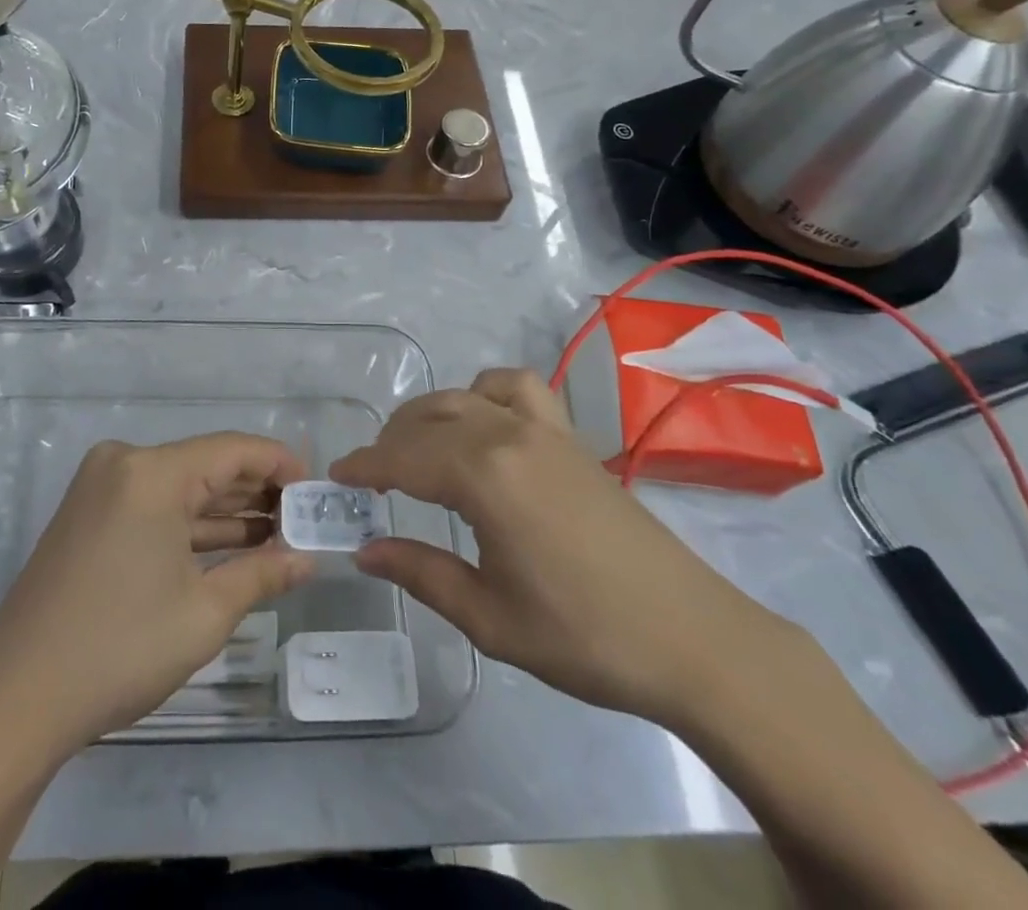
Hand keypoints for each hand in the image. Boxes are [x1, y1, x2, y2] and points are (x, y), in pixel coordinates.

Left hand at [0, 433, 315, 754]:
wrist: (18, 697)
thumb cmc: (121, 647)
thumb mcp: (204, 612)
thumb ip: (263, 574)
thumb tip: (307, 560)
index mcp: (150, 471)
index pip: (232, 450)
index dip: (279, 464)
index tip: (314, 489)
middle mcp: (123, 463)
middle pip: (205, 465)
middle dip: (255, 492)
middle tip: (302, 519)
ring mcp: (100, 488)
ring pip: (180, 488)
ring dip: (226, 511)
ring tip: (278, 535)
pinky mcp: (88, 514)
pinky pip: (153, 506)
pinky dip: (189, 525)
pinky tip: (231, 546)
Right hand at [329, 369, 788, 727]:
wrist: (692, 639)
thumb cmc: (583, 636)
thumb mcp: (489, 617)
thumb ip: (421, 573)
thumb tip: (364, 551)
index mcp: (483, 477)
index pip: (402, 458)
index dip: (363, 466)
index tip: (336, 477)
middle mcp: (508, 435)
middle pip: (429, 419)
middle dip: (391, 441)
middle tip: (372, 477)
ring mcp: (544, 429)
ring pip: (467, 394)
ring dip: (432, 413)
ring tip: (420, 448)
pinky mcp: (570, 437)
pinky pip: (516, 388)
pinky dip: (485, 393)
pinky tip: (484, 427)